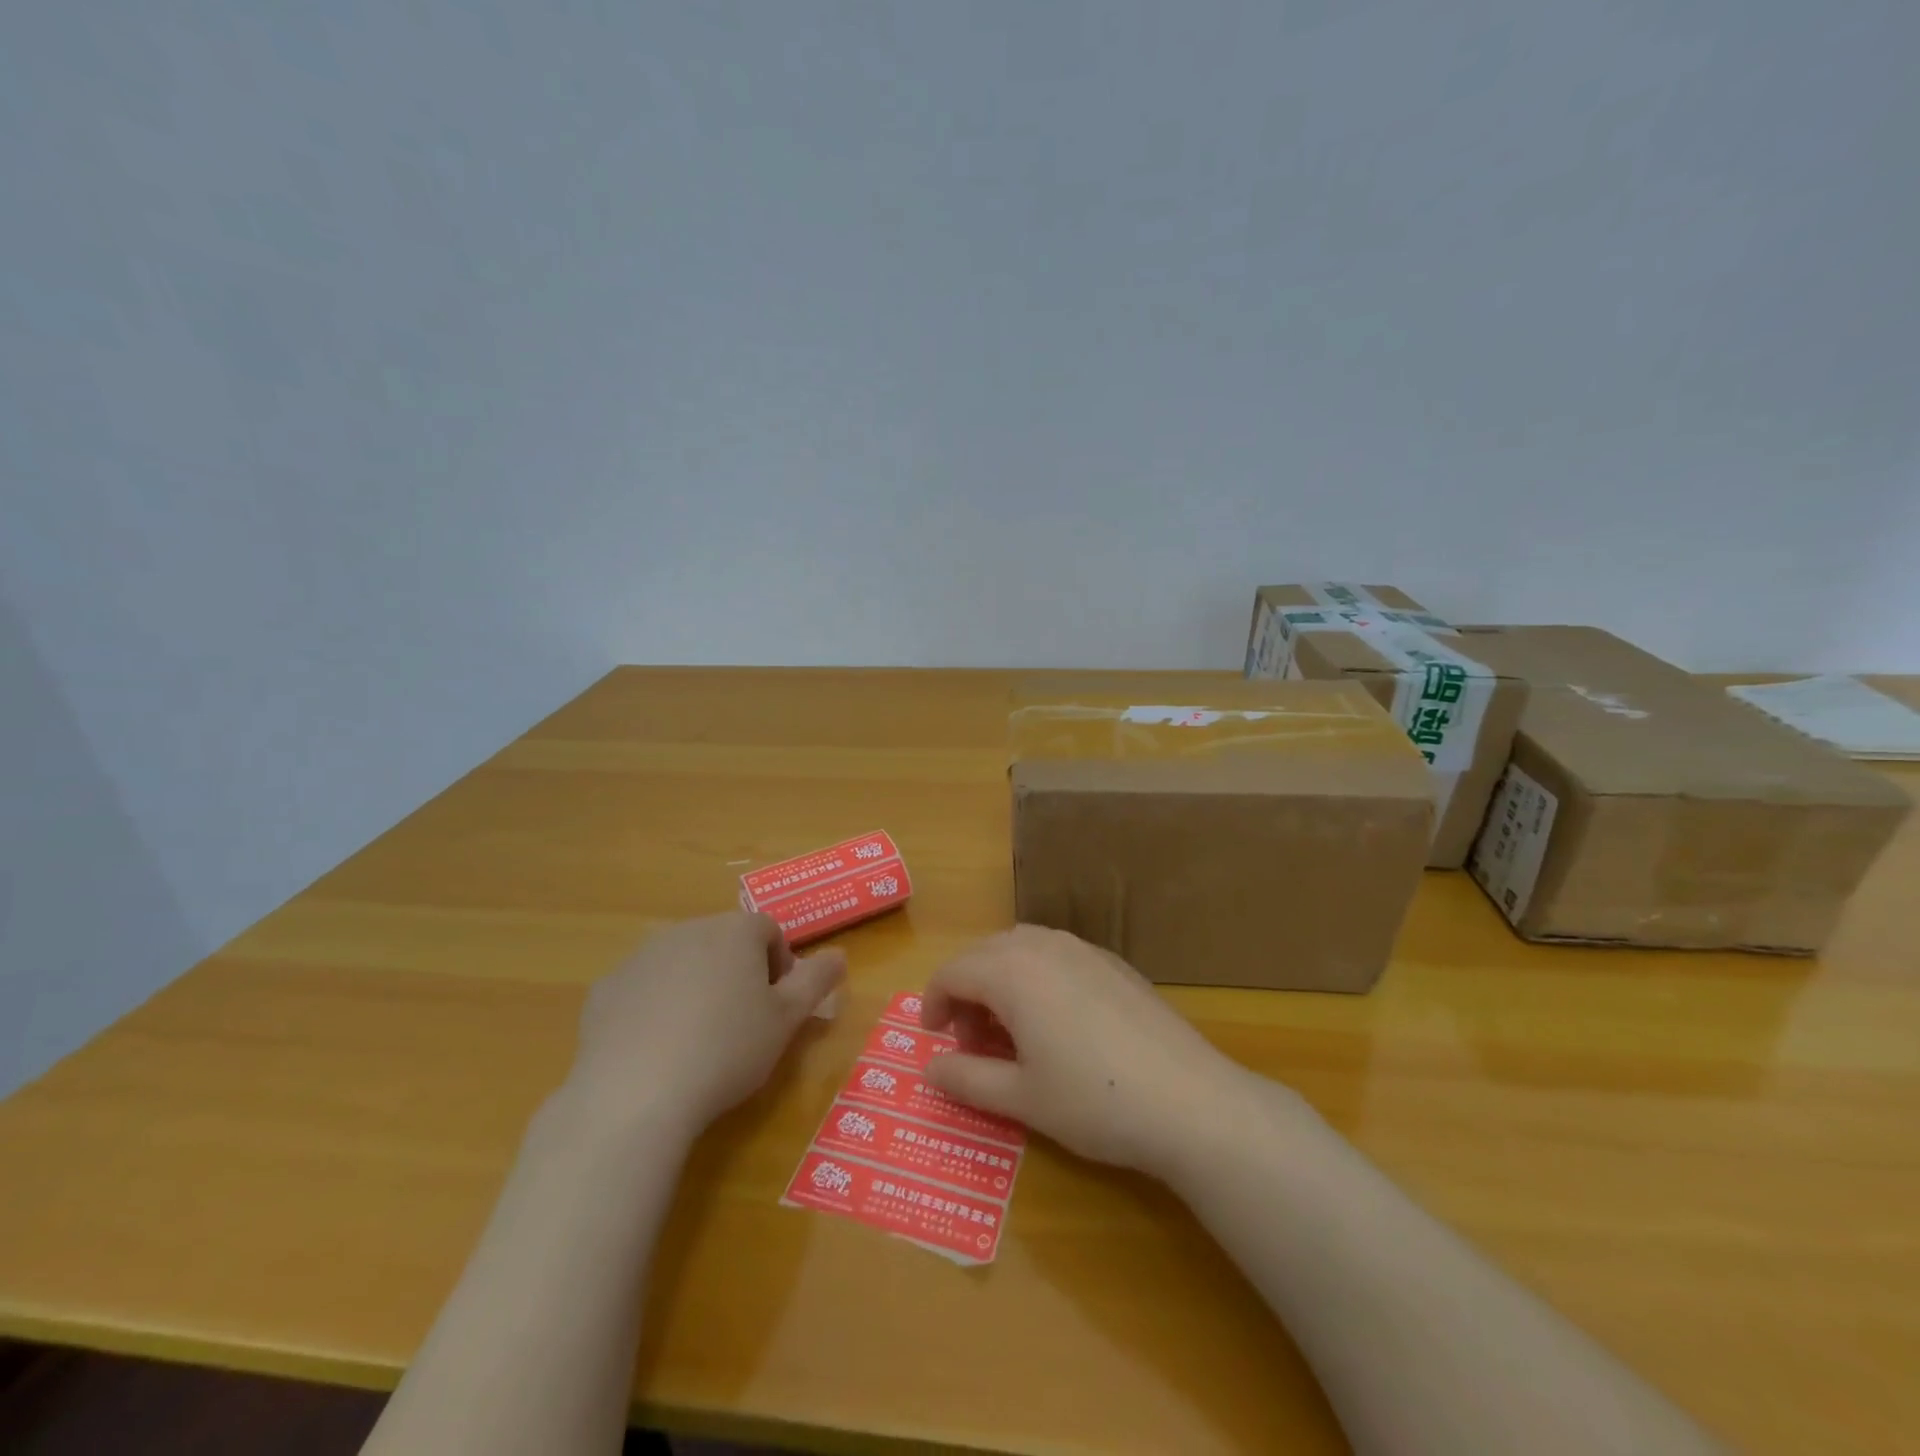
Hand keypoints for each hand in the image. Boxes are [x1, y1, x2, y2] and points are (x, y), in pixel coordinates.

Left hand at [561, 912, 845, 1138]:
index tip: (778, 1005)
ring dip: (696, 986)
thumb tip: (839, 955)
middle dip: (738, 972)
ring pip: (682, 962)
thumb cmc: (727, 1050)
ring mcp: (641, 957)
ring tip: (699, 1038)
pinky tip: (657, 1049)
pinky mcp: (607, 989)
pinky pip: (642, 989)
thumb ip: (816, 981)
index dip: (780, 964)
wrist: (635, 1094)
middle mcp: (687, 930)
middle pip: (724, 941)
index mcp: (735, 931)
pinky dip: (654, 1007)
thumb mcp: (787, 1020)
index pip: (769, 931)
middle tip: (743, 1023)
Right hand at [920, 925, 1259, 1176]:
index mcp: (1013, 971)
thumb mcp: (1020, 1098)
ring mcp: (1085, 950)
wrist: (1190, 1101)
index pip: (954, 971)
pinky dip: (1037, 977)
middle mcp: (1045, 946)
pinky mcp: (1115, 964)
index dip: (933, 1003)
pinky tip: (1056, 1022)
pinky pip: (1058, 955)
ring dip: (1001, 980)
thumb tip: (929, 1069)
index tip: (934, 1041)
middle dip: (967, 991)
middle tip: (971, 1042)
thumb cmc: (1093, 1101)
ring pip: (1022, 947)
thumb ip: (966, 1079)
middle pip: (985, 953)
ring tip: (1011, 1031)